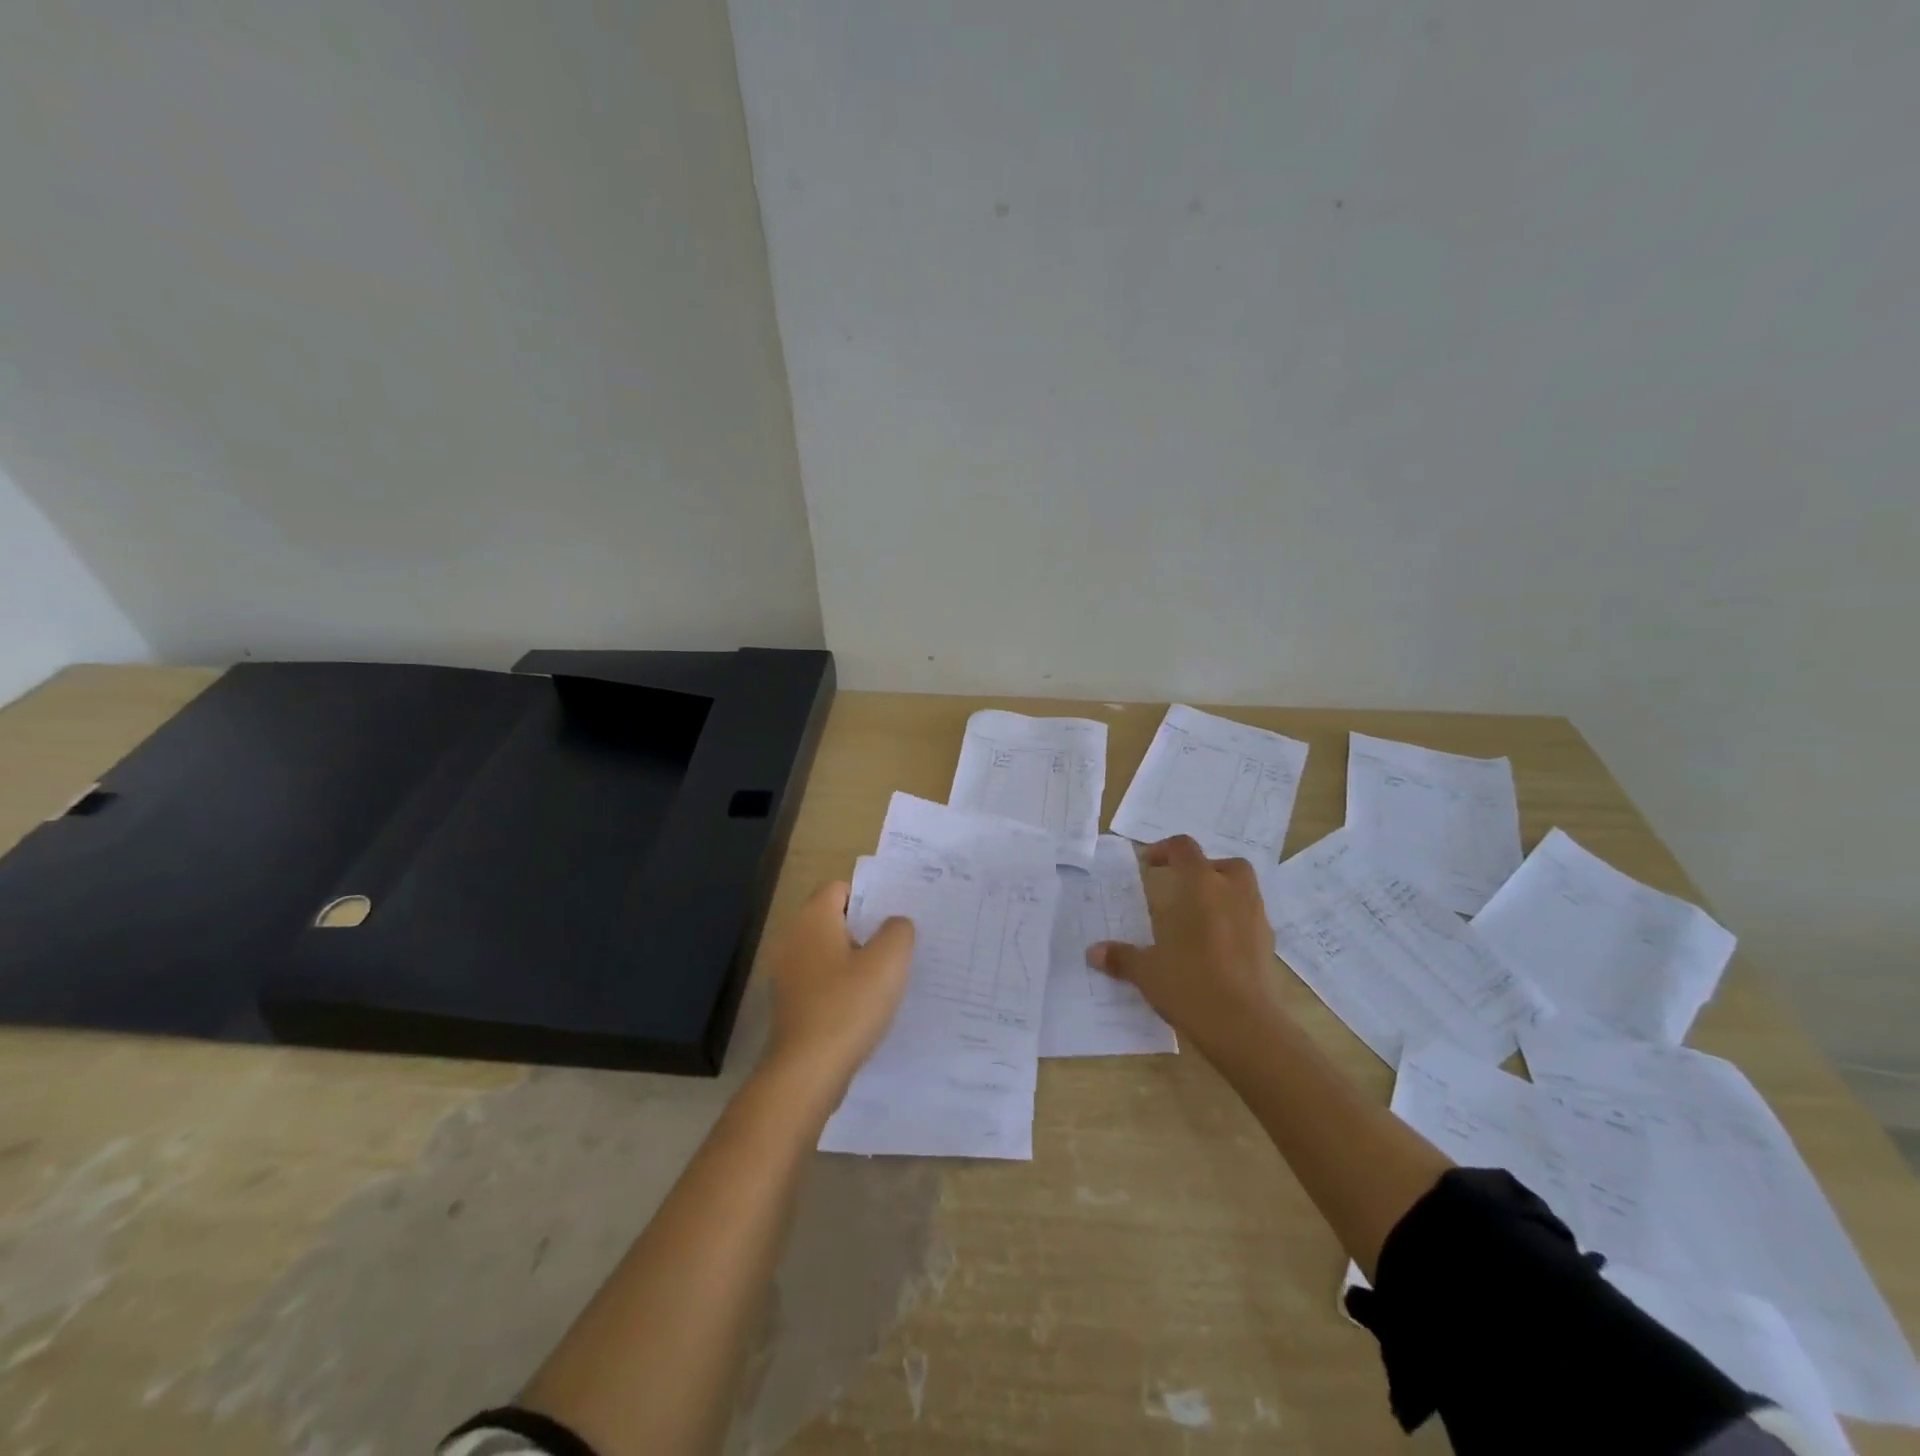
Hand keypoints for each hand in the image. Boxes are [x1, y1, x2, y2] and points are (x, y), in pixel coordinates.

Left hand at [763, 880, 914, 1090]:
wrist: (806, 1071)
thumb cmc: (848, 1006)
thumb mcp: (889, 961)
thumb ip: (898, 931)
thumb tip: (895, 925)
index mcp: (813, 919)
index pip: (840, 888)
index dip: (869, 898)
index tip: (895, 917)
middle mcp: (793, 938)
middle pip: (833, 919)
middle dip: (865, 929)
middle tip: (898, 944)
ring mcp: (786, 972)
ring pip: (827, 951)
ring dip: (854, 960)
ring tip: (886, 976)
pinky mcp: (789, 1003)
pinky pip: (820, 980)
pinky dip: (841, 985)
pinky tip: (864, 1005)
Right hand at [1089, 836, 1279, 1052]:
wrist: (1245, 1027)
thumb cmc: (1189, 984)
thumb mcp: (1147, 971)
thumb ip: (1122, 957)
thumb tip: (1093, 952)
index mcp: (1200, 886)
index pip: (1184, 848)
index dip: (1164, 850)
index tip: (1148, 865)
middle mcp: (1233, 893)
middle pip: (1225, 864)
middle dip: (1205, 870)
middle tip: (1182, 890)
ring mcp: (1256, 919)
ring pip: (1243, 891)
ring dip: (1222, 896)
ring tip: (1197, 920)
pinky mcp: (1269, 946)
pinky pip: (1250, 920)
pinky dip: (1234, 924)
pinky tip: (1215, 948)